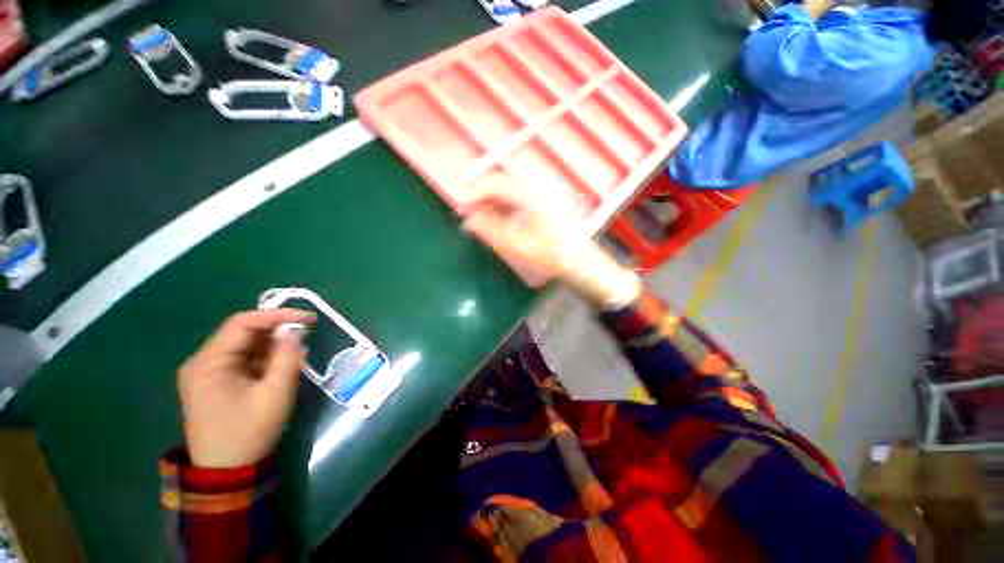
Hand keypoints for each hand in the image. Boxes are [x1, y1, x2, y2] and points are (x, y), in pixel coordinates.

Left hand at [178, 308, 314, 468]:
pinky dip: (265, 357)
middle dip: (277, 330)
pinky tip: (284, 364)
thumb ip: (287, 357)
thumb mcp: (275, 393)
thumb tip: (295, 330)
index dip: (277, 315)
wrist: (227, 472)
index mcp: (209, 363)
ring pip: (245, 346)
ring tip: (299, 351)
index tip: (308, 318)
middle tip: (307, 333)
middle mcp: (202, 362)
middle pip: (242, 333)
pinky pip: (243, 359)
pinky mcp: (216, 382)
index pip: (243, 323)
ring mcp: (207, 373)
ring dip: (273, 345)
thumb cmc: (250, 432)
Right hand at [458, 173, 640, 306]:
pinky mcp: (544, 203)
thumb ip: (490, 230)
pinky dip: (504, 208)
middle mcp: (535, 188)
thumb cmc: (550, 256)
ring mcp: (542, 194)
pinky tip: (498, 221)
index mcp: (529, 194)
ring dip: (492, 203)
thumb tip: (469, 220)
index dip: (473, 195)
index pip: (493, 184)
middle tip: (467, 216)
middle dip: (481, 199)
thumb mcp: (516, 246)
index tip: (459, 210)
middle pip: (500, 184)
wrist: (581, 263)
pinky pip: (518, 199)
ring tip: (480, 221)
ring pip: (509, 191)